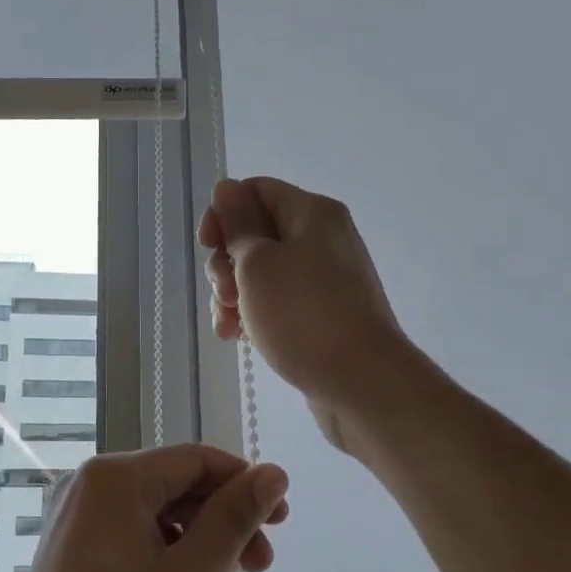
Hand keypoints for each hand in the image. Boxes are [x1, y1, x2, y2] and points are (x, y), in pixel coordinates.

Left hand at [0, 445, 289, 571]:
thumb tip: (274, 472)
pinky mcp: (65, 549)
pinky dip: (163, 551)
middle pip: (173, 483)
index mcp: (115, 477)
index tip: (281, 522)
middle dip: (222, 518)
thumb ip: (235, 518)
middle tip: (261, 564)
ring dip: (196, 538)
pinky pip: (128, 532)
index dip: (244, 483)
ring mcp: (71, 516)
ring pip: (152, 511)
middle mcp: (88, 484)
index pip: (197, 460)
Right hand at [198, 177, 414, 453]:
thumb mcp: (258, 264)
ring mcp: (323, 279)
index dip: (224, 213)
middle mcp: (321, 238)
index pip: (256, 191)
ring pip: (262, 272)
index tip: (208, 246)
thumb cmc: (304, 316)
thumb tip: (226, 187)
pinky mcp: (321, 314)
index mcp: (312, 213)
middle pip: (256, 232)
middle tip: (225, 294)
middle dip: (227, 262)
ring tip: (228, 325)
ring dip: (234, 294)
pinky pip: (278, 301)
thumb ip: (238, 224)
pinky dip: (254, 313)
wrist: (362, 384)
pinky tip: (238, 337)